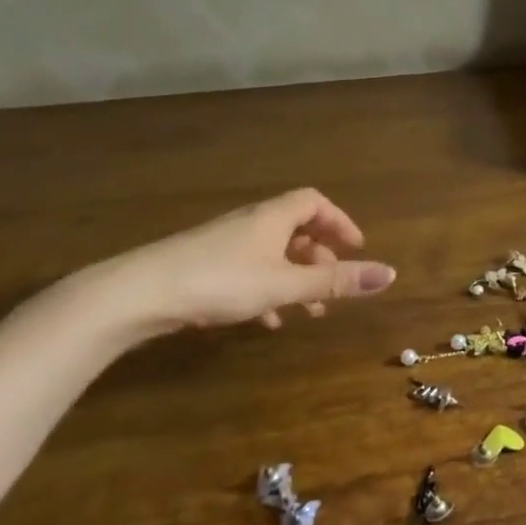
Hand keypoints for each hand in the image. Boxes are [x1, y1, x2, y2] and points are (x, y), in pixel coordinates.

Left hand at [93, 188, 395, 334]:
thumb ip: (336, 281)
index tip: (356, 247)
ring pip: (271, 254)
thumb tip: (390, 274)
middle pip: (294, 229)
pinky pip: (246, 271)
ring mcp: (222, 245)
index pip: (315, 202)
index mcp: (273, 217)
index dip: (340, 221)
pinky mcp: (200, 267)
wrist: (135, 294)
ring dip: (294, 278)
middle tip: (333, 284)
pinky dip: (266, 291)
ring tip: (307, 312)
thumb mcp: (286, 284)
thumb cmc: (220, 281)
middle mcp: (249, 223)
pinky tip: (266, 321)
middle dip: (319, 256)